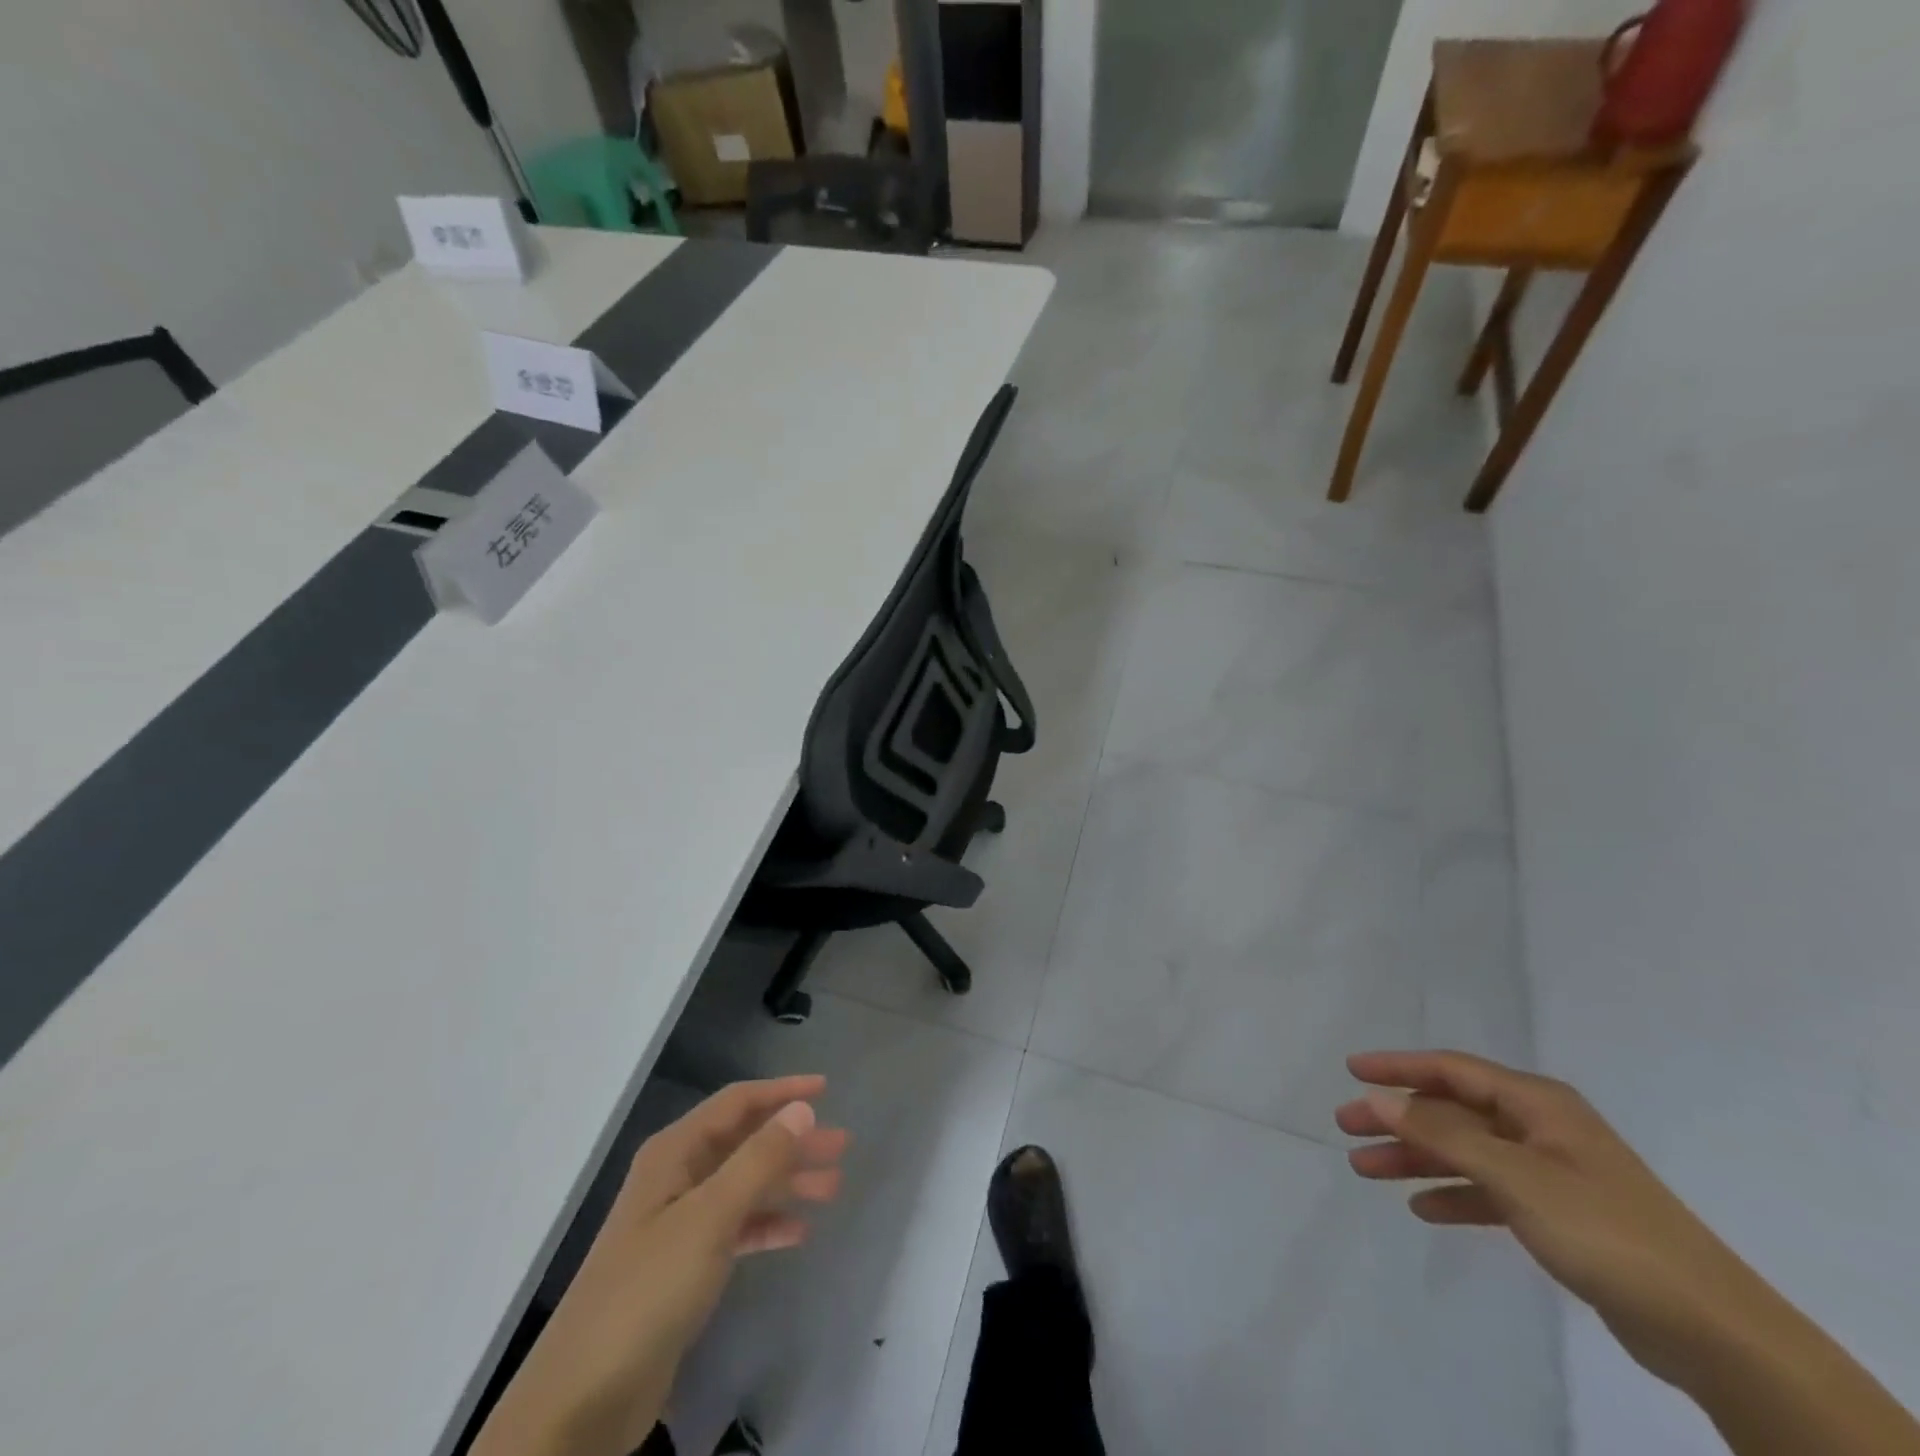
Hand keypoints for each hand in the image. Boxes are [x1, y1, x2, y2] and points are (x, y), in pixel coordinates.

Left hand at [473, 1076, 848, 1455]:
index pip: (737, 1103)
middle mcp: (677, 1177)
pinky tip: (798, 1232)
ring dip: (787, 1182)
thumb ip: (758, 1159)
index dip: (781, 1091)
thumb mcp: (709, 1217)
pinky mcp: (683, 1267)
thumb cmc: (649, 1289)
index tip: (826, 1089)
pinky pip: (735, 1229)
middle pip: (745, 1143)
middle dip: (793, 1141)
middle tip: (841, 1146)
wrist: (582, 1399)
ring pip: (744, 1185)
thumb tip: (802, 1107)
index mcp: (675, 1153)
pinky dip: (766, 1225)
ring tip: (833, 1186)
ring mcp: (678, 1223)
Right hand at [1337, 1050, 1760, 1387]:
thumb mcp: (1514, 1176)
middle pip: (1452, 1111)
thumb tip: (1377, 1098)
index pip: (1450, 1069)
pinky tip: (1423, 1208)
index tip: (1350, 1069)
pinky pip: (1490, 1191)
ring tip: (1367, 1170)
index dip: (1397, 1066)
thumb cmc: (1604, 1229)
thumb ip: (1441, 1134)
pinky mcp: (1560, 1215)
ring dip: (1417, 1158)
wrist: (1710, 1328)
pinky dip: (1456, 1195)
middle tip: (1346, 1127)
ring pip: (1466, 1152)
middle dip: (1398, 1118)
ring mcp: (1552, 1171)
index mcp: (1536, 1102)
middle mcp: (1541, 1127)